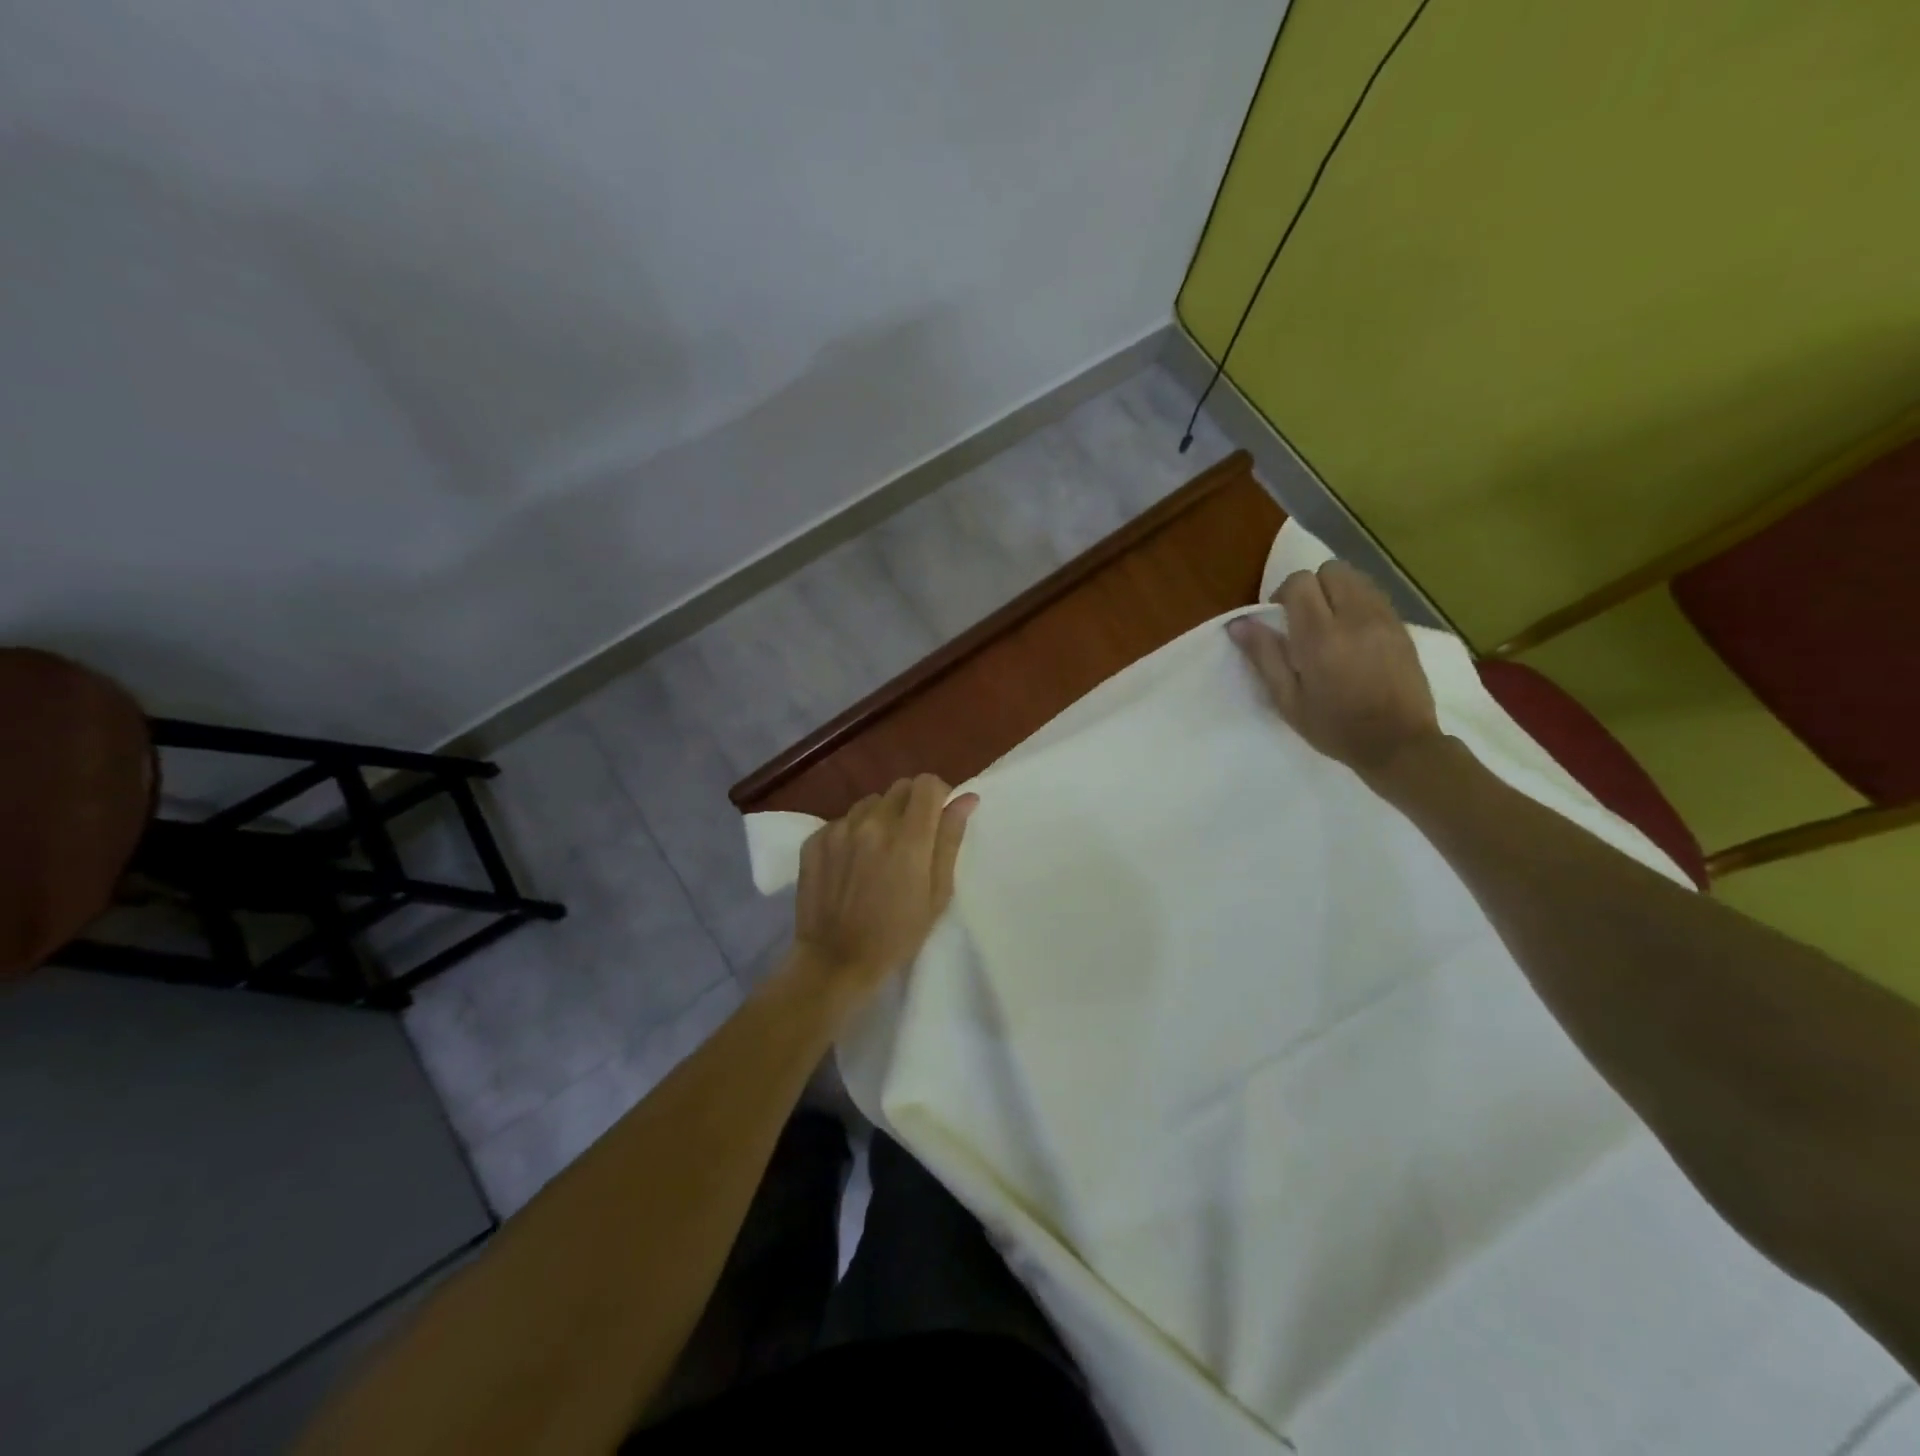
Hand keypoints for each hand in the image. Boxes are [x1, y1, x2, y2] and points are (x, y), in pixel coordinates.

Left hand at [792, 775, 977, 1003]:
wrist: (835, 962)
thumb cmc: (897, 935)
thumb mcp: (937, 894)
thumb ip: (950, 840)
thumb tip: (966, 799)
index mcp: (908, 837)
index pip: (927, 784)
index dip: (938, 795)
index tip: (939, 818)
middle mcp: (872, 823)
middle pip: (900, 788)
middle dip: (912, 804)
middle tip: (912, 839)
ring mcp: (839, 830)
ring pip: (870, 802)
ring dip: (881, 817)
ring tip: (880, 851)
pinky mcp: (815, 840)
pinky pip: (843, 821)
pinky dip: (853, 833)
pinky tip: (852, 863)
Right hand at [1227, 560, 1441, 781]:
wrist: (1399, 743)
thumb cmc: (1335, 727)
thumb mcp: (1288, 700)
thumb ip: (1264, 657)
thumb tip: (1239, 624)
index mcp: (1320, 638)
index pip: (1300, 582)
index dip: (1283, 595)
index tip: (1280, 622)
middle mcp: (1354, 618)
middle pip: (1330, 570)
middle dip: (1312, 588)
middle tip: (1305, 621)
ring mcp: (1383, 619)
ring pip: (1355, 577)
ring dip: (1336, 592)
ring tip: (1330, 625)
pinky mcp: (1402, 626)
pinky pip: (1374, 595)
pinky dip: (1357, 603)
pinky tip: (1353, 635)